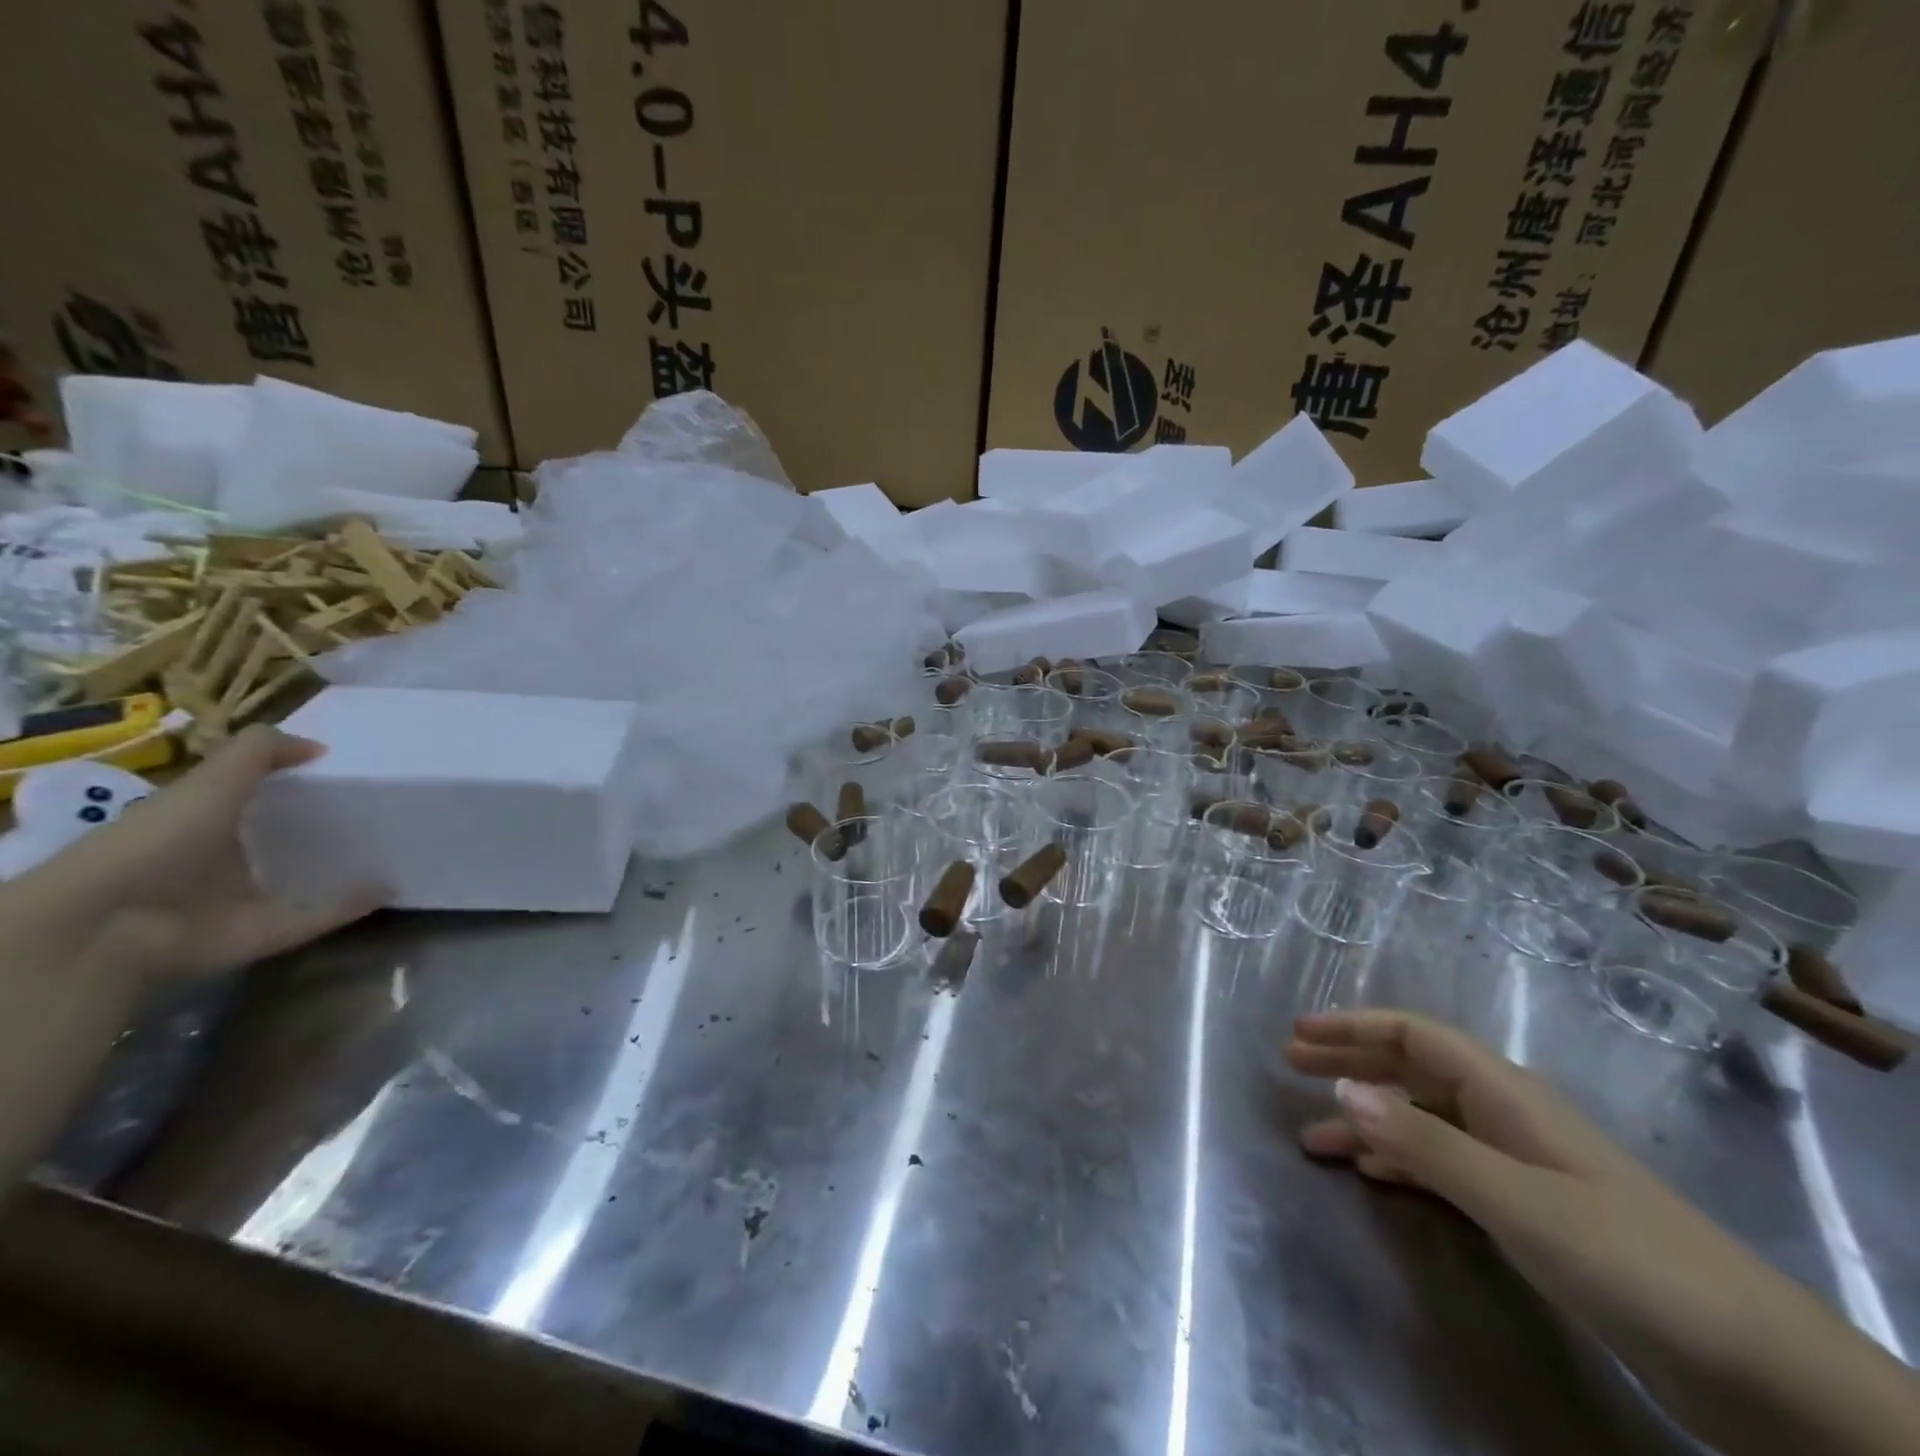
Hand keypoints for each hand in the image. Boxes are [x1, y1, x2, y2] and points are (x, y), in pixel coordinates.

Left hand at [15, 725, 384, 984]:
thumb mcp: (212, 781)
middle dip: (323, 830)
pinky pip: (318, 916)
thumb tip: (318, 746)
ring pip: (302, 882)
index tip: (340, 774)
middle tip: (377, 811)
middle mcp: (223, 861)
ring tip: (393, 851)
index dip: (291, 784)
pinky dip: (352, 905)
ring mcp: (244, 900)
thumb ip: (260, 753)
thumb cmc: (158, 841)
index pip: (253, 798)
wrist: (110, 924)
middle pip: (280, 842)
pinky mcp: (265, 932)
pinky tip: (389, 888)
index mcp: (204, 822)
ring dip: (343, 872)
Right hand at [1287, 1012, 1919, 1455]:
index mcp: (1505, 1094)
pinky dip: (1401, 1162)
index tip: (1298, 1033)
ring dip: (1367, 1121)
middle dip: (1350, 1063)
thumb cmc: (1628, 1259)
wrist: (1758, 1366)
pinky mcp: (1530, 1211)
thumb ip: (1426, 1143)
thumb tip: (1340, 1087)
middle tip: (1289, 1066)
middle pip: (1412, 1070)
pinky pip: (1444, 1167)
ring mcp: (1519, 1164)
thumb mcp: (1516, 1200)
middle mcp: (1505, 1116)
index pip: (1414, 1036)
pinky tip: (1373, 1176)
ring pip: (1423, 1121)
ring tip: (1312, 1136)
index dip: (1353, 1027)